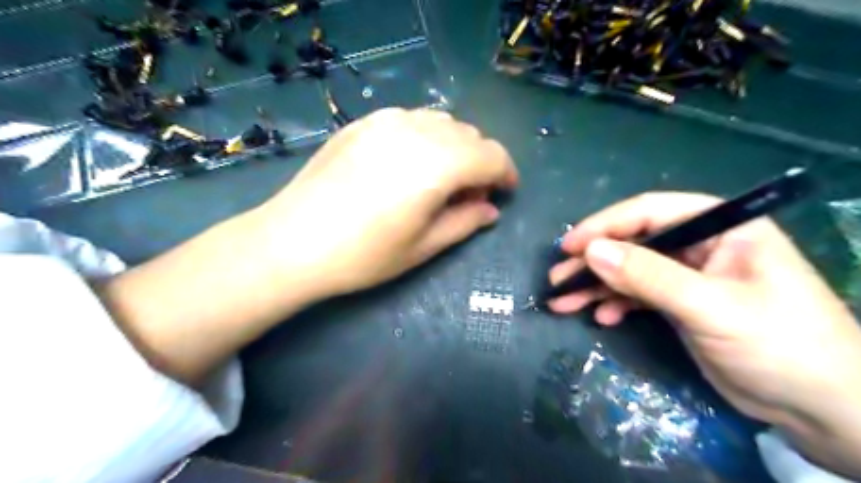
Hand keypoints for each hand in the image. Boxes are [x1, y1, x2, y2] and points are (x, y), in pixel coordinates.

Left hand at [101, 107, 517, 384]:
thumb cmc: (363, 255)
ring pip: (442, 122)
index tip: (505, 192)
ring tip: (440, 179)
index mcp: (438, 165)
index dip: (506, 173)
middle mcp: (417, 131)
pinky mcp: (364, 122)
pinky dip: (426, 137)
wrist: (291, 242)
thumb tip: (491, 209)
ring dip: (455, 147)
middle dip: (480, 163)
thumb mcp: (424, 247)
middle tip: (469, 196)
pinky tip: (409, 163)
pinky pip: (412, 119)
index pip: (492, 155)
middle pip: (470, 135)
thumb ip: (465, 222)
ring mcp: (386, 121)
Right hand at [548, 192, 859, 474]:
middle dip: (594, 262)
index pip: (650, 212)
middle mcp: (702, 244)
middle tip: (557, 279)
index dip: (605, 226)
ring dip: (597, 286)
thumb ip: (648, 275)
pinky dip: (618, 305)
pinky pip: (639, 295)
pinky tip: (602, 318)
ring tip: (562, 302)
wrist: (822, 409)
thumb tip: (591, 251)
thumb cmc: (780, 344)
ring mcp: (689, 275)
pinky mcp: (682, 303)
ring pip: (631, 271)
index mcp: (720, 227)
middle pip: (634, 243)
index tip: (569, 246)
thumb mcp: (710, 306)